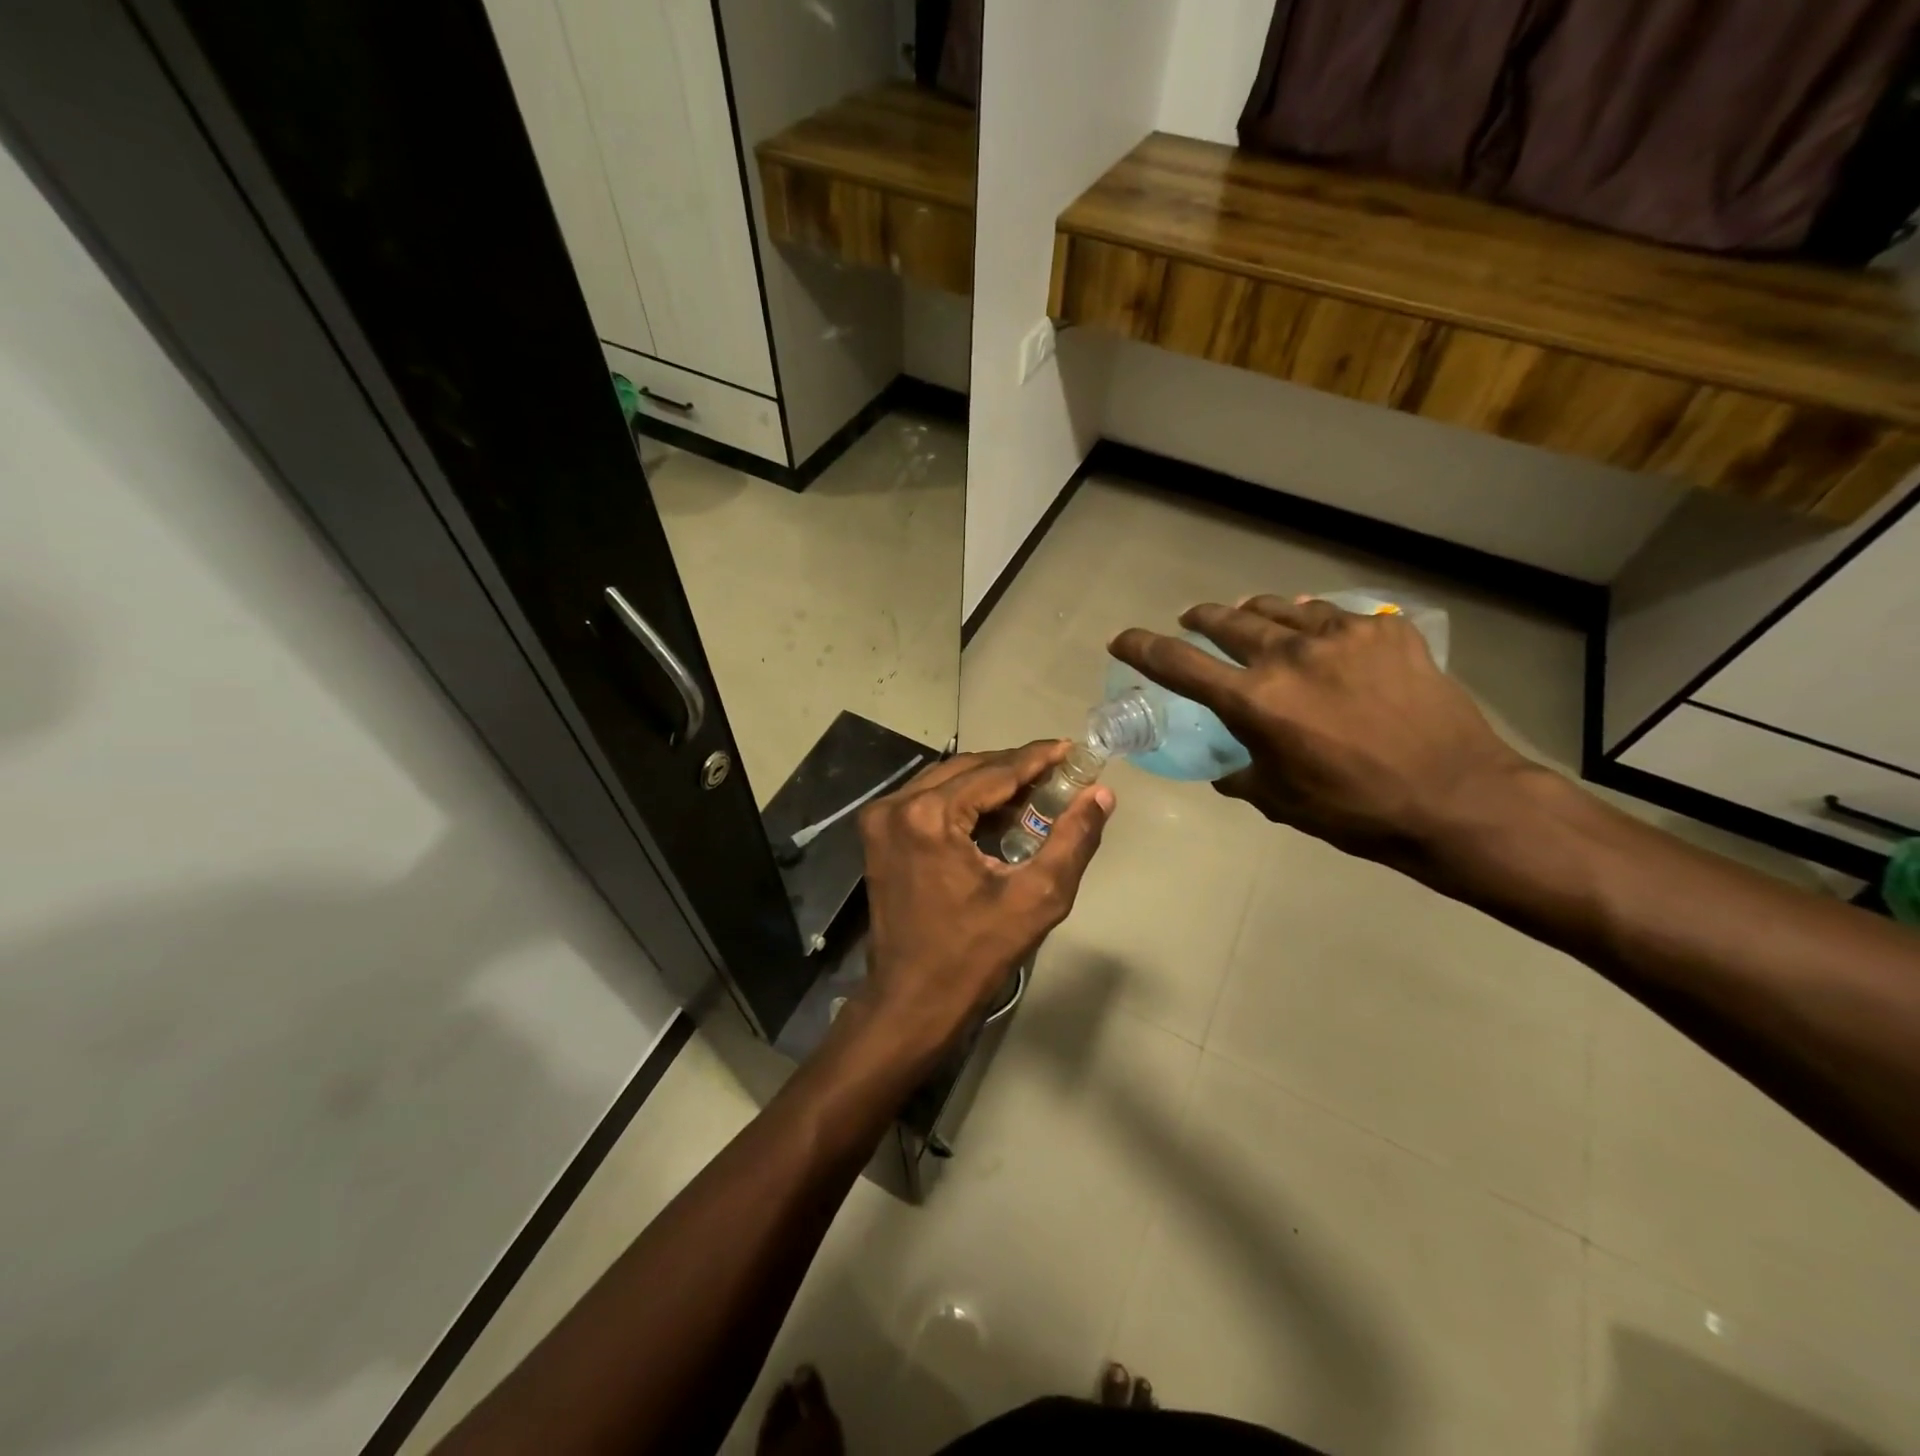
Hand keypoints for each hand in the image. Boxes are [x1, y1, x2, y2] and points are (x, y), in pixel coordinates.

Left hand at [851, 741, 1112, 1066]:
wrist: (912, 1001)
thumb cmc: (975, 955)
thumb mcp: (1036, 898)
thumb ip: (1072, 840)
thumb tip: (1100, 794)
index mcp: (929, 816)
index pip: (994, 771)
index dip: (1036, 758)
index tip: (1070, 748)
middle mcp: (897, 805)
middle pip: (968, 768)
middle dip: (1014, 768)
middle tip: (1058, 772)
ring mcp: (881, 819)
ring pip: (946, 780)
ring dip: (989, 781)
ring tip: (1034, 791)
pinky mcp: (877, 835)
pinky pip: (928, 799)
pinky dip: (963, 799)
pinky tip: (996, 812)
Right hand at [1109, 596, 1536, 869]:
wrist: (1457, 799)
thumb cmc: (1356, 810)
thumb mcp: (1280, 800)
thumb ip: (1241, 774)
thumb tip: (1228, 768)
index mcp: (1254, 702)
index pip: (1179, 664)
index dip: (1142, 648)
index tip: (1122, 638)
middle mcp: (1289, 656)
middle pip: (1226, 622)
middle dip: (1199, 620)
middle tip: (1192, 622)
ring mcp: (1341, 636)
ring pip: (1278, 609)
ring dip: (1253, 614)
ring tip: (1248, 617)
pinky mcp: (1385, 631)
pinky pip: (1333, 615)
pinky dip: (1312, 622)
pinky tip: (1317, 633)